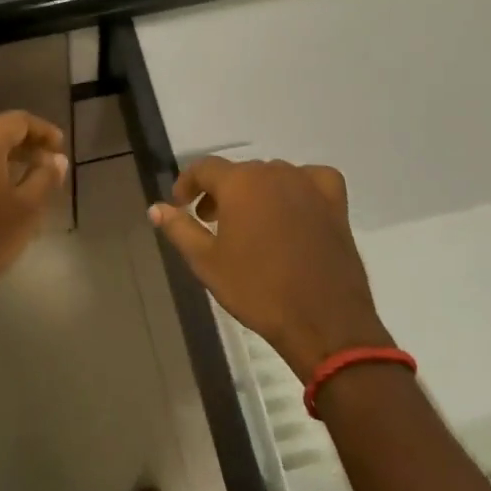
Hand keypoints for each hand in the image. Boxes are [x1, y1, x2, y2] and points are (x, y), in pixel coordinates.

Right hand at [150, 157, 391, 378]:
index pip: (204, 168)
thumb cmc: (257, 291)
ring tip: (249, 223)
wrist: (323, 322)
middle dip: (220, 193)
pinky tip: (294, 207)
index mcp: (240, 183)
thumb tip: (155, 208)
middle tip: (212, 223)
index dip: (188, 184)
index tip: (181, 205)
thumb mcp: (206, 262)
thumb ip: (179, 229)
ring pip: (272, 176)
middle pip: (239, 173)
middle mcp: (274, 173)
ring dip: (255, 192)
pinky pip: (312, 180)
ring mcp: (308, 186)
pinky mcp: (335, 203)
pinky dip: (299, 188)